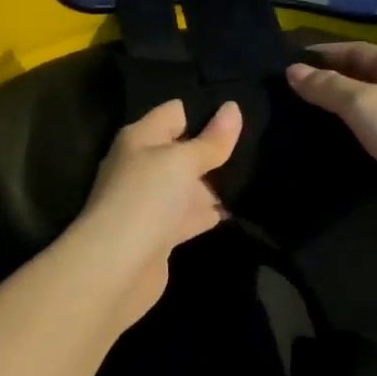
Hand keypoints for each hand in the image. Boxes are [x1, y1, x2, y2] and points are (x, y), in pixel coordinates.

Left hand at [72, 98, 242, 326]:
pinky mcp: (162, 233)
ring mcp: (152, 201)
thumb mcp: (182, 161)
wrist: (117, 267)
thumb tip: (233, 107)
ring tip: (259, 168)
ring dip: (216, 181)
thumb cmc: (146, 198)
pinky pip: (192, 213)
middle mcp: (143, 165)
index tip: (242, 108)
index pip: (175, 112)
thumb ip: (210, 140)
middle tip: (259, 139)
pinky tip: (241, 206)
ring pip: (189, 183)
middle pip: (183, 148)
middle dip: (215, 146)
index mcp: (140, 138)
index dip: (205, 109)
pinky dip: (211, 211)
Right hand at [285, 43, 376, 240]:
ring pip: (370, 110)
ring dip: (339, 113)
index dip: (322, 54)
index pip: (356, 49)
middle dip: (328, 83)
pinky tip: (331, 148)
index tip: (286, 62)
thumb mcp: (365, 105)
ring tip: (299, 120)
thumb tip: (293, 70)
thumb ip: (327, 87)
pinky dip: (354, 138)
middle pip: (363, 78)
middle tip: (285, 94)